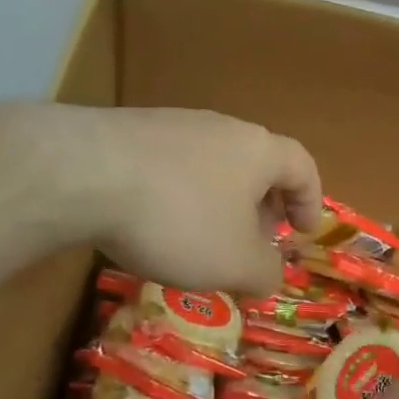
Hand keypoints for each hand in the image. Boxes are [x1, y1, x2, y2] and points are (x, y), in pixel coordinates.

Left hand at [68, 106, 321, 294]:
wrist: (87, 173)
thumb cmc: (180, 218)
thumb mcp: (235, 262)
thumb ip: (265, 272)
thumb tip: (270, 274)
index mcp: (258, 150)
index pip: (302, 166)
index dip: (311, 200)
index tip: (303, 232)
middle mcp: (222, 127)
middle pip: (257, 164)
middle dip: (262, 206)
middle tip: (255, 242)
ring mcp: (175, 124)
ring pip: (213, 165)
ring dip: (219, 202)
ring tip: (202, 240)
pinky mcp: (133, 131)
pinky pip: (172, 166)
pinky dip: (179, 196)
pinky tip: (155, 224)